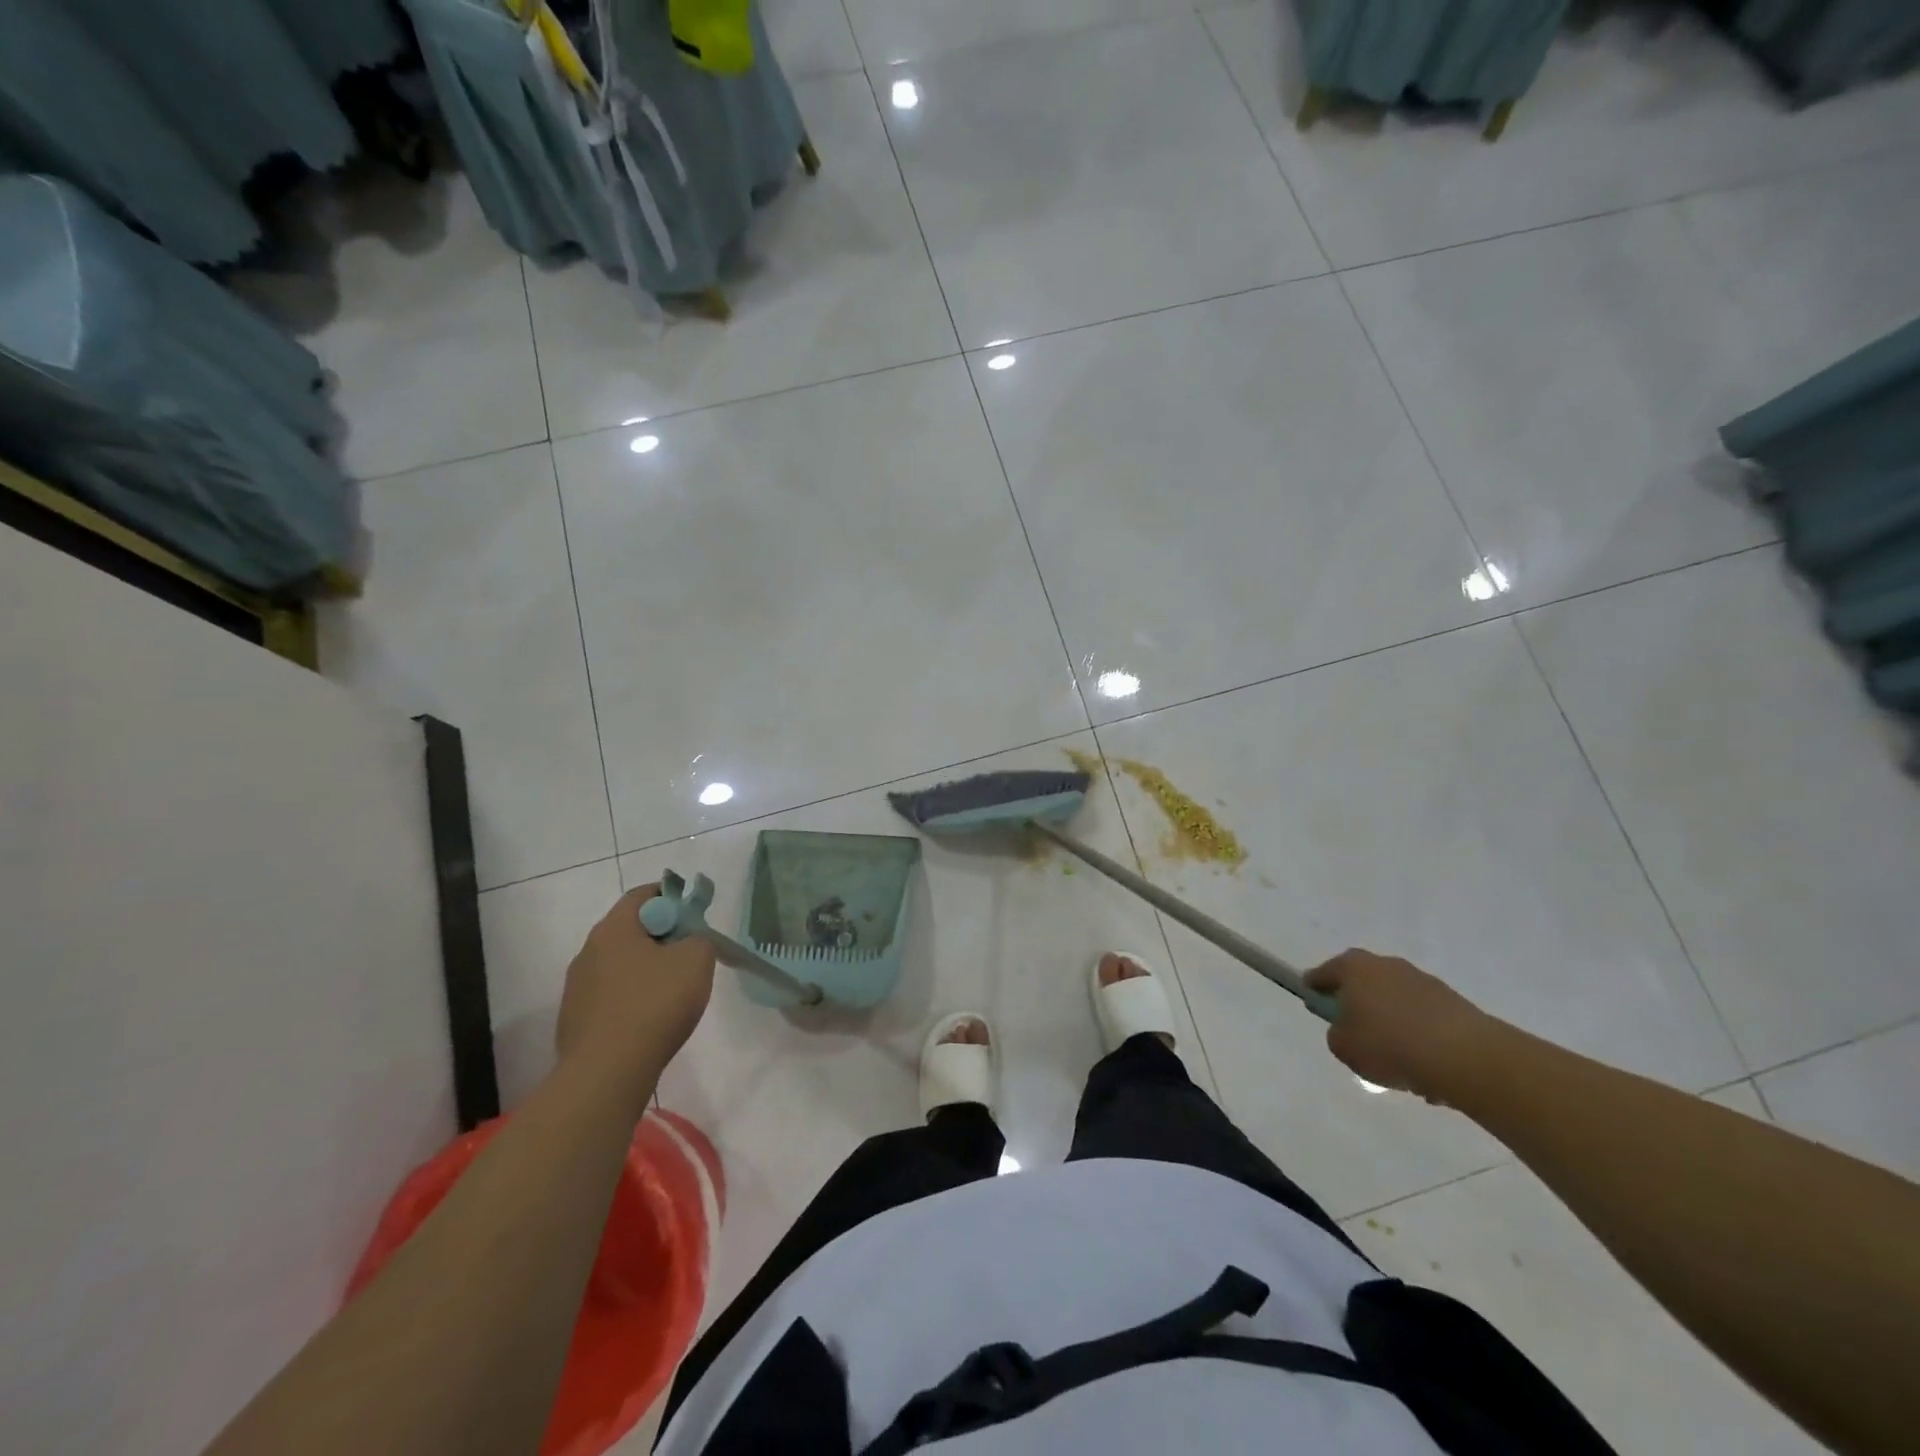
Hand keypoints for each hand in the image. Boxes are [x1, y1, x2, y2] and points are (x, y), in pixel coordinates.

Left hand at [554, 886, 715, 1098]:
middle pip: (630, 930)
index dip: (671, 896)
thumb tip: (688, 941)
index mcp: (613, 929)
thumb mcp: (696, 959)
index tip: (693, 913)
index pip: (642, 895)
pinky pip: (610, 996)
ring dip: (645, 969)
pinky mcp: (575, 1021)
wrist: (607, 1073)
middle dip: (661, 935)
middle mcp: (588, 952)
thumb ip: (699, 938)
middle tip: (689, 952)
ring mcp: (577, 989)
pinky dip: (632, 998)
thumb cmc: (655, 1004)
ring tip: (672, 991)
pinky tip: (650, 1019)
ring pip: (619, 965)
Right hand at [1307, 949, 1495, 1102]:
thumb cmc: (1389, 1045)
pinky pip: (1423, 1018)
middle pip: (1362, 983)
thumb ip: (1337, 1034)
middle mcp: (1386, 964)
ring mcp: (1422, 980)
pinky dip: (1419, 1035)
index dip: (1316, 989)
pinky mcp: (1452, 1001)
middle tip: (1355, 1032)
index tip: (1316, 1004)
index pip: (1323, 974)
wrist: (1464, 1057)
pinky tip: (1423, 1066)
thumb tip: (1348, 1029)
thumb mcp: (1344, 1047)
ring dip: (1391, 1021)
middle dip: (1358, 1004)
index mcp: (1353, 967)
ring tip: (1395, 1059)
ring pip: (1395, 1001)